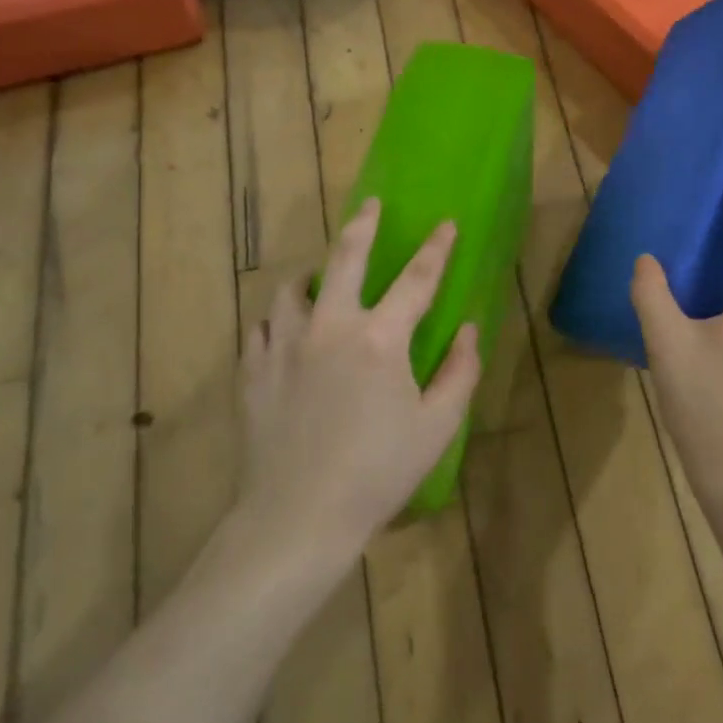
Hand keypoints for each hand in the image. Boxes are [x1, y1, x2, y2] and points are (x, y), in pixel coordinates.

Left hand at [238, 200, 481, 555]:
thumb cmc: (378, 473)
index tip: (446, 224)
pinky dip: (278, 320)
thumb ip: (459, 372)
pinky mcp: (254, 371)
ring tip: (318, 276)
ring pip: (292, 289)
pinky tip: (284, 330)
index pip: (417, 279)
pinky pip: (262, 328)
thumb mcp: (437, 427)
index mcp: (380, 339)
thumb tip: (468, 330)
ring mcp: (284, 346)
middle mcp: (330, 327)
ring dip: (311, 274)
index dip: (436, 249)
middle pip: (345, 258)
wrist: (298, 517)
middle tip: (370, 205)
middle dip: (362, 226)